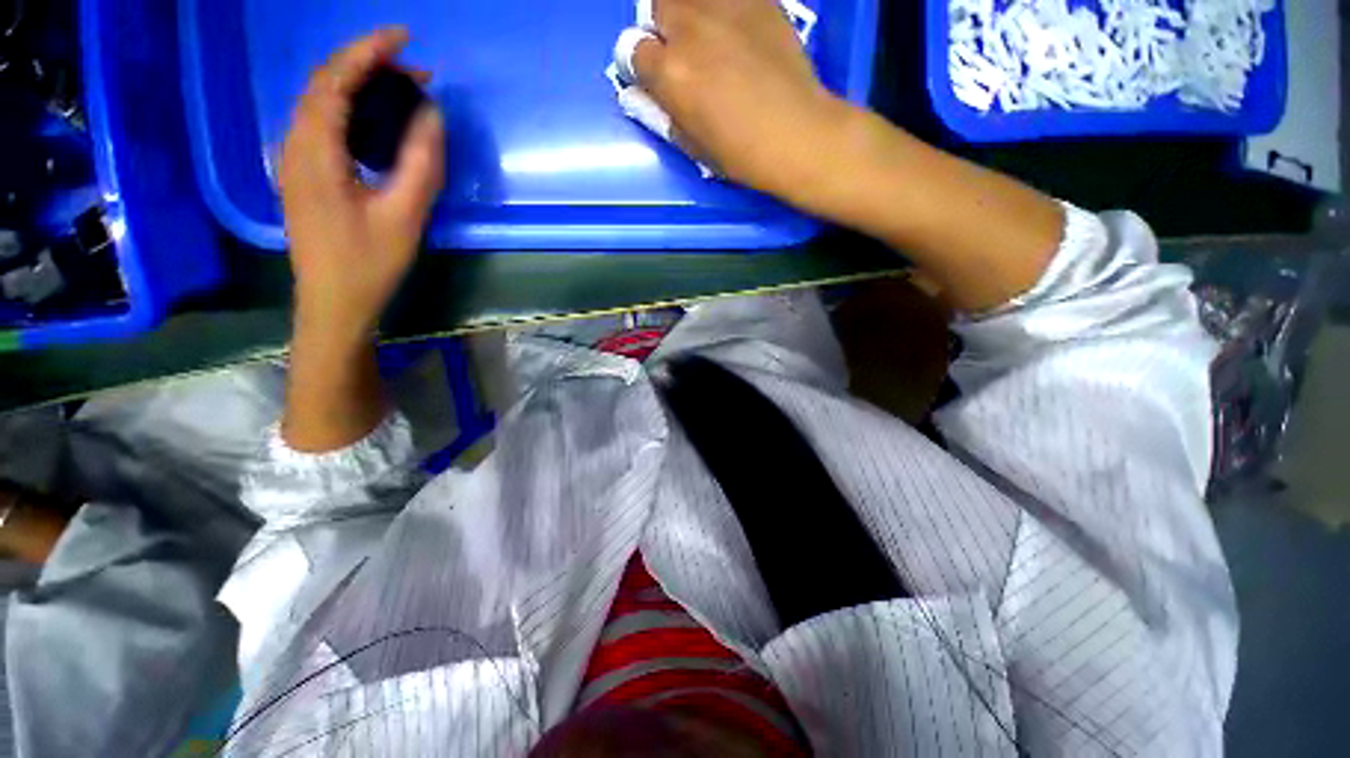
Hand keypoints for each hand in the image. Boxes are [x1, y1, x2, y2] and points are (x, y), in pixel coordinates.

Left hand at [280, 27, 444, 344]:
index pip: (334, 82)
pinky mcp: (303, 174)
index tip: (404, 37)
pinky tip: (375, 118)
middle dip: (366, 65)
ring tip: (401, 88)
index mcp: (314, 153)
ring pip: (320, 103)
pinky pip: (322, 124)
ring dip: (358, 85)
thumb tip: (431, 116)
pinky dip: (349, 108)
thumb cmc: (369, 264)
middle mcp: (295, 146)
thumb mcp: (404, 216)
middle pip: (323, 85)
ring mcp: (294, 160)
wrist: (333, 303)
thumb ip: (419, 163)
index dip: (367, 51)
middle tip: (414, 69)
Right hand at [631, 0, 849, 201]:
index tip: (655, 78)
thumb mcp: (692, 145)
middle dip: (664, 29)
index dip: (643, 67)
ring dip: (692, 13)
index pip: (633, 52)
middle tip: (684, 53)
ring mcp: (727, 8)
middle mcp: (691, 29)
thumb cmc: (740, 154)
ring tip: (709, 37)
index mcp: (670, 72)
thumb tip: (648, 92)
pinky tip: (738, 31)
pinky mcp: (759, 1)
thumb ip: (664, 113)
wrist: (796, 135)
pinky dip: (726, 10)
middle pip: (659, 7)